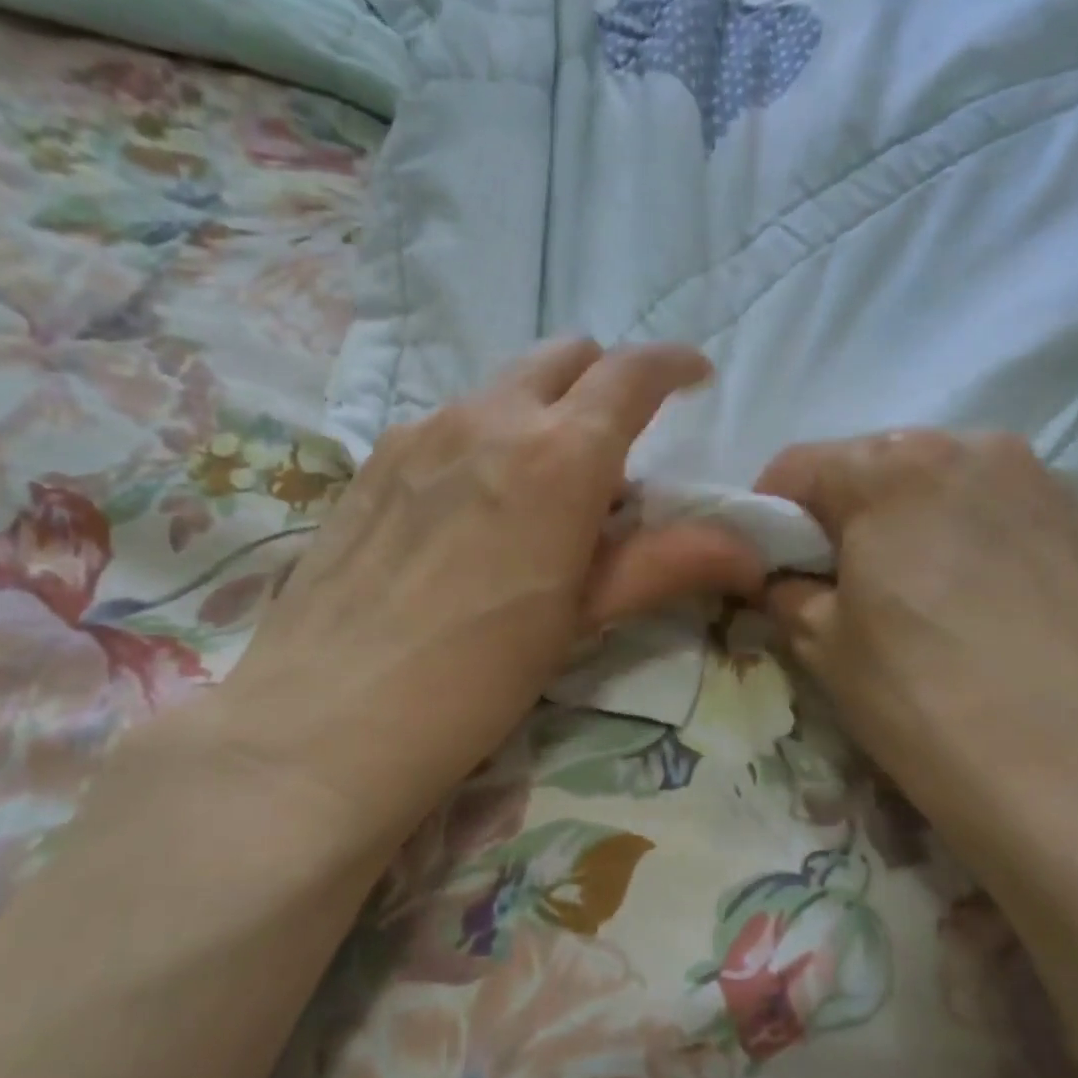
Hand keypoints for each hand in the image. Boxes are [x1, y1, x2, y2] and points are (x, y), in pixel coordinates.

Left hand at [203, 341, 765, 839]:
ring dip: (540, 415)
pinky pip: (448, 424)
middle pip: (564, 358)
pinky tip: (470, 511)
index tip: (694, 380)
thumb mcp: (583, 618)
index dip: (673, 366)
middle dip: (603, 382)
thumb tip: (748, 551)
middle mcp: (489, 419)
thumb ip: (666, 565)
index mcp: (558, 455)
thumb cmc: (478, 676)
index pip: (631, 373)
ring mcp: (421, 433)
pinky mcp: (374, 461)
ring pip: (502, 390)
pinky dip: (484, 441)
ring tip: (539, 492)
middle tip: (616, 445)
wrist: (328, 718)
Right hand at [758, 431, 1077, 888]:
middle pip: (874, 467)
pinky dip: (971, 539)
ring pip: (942, 484)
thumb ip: (785, 590)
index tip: (770, 568)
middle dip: (843, 517)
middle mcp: (971, 447)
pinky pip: (1002, 512)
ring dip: (909, 524)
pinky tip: (981, 606)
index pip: (797, 468)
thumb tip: (782, 579)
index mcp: (891, 466)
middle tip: (839, 585)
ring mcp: (1042, 481)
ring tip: (916, 597)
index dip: (769, 519)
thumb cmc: (923, 698)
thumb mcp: (821, 644)